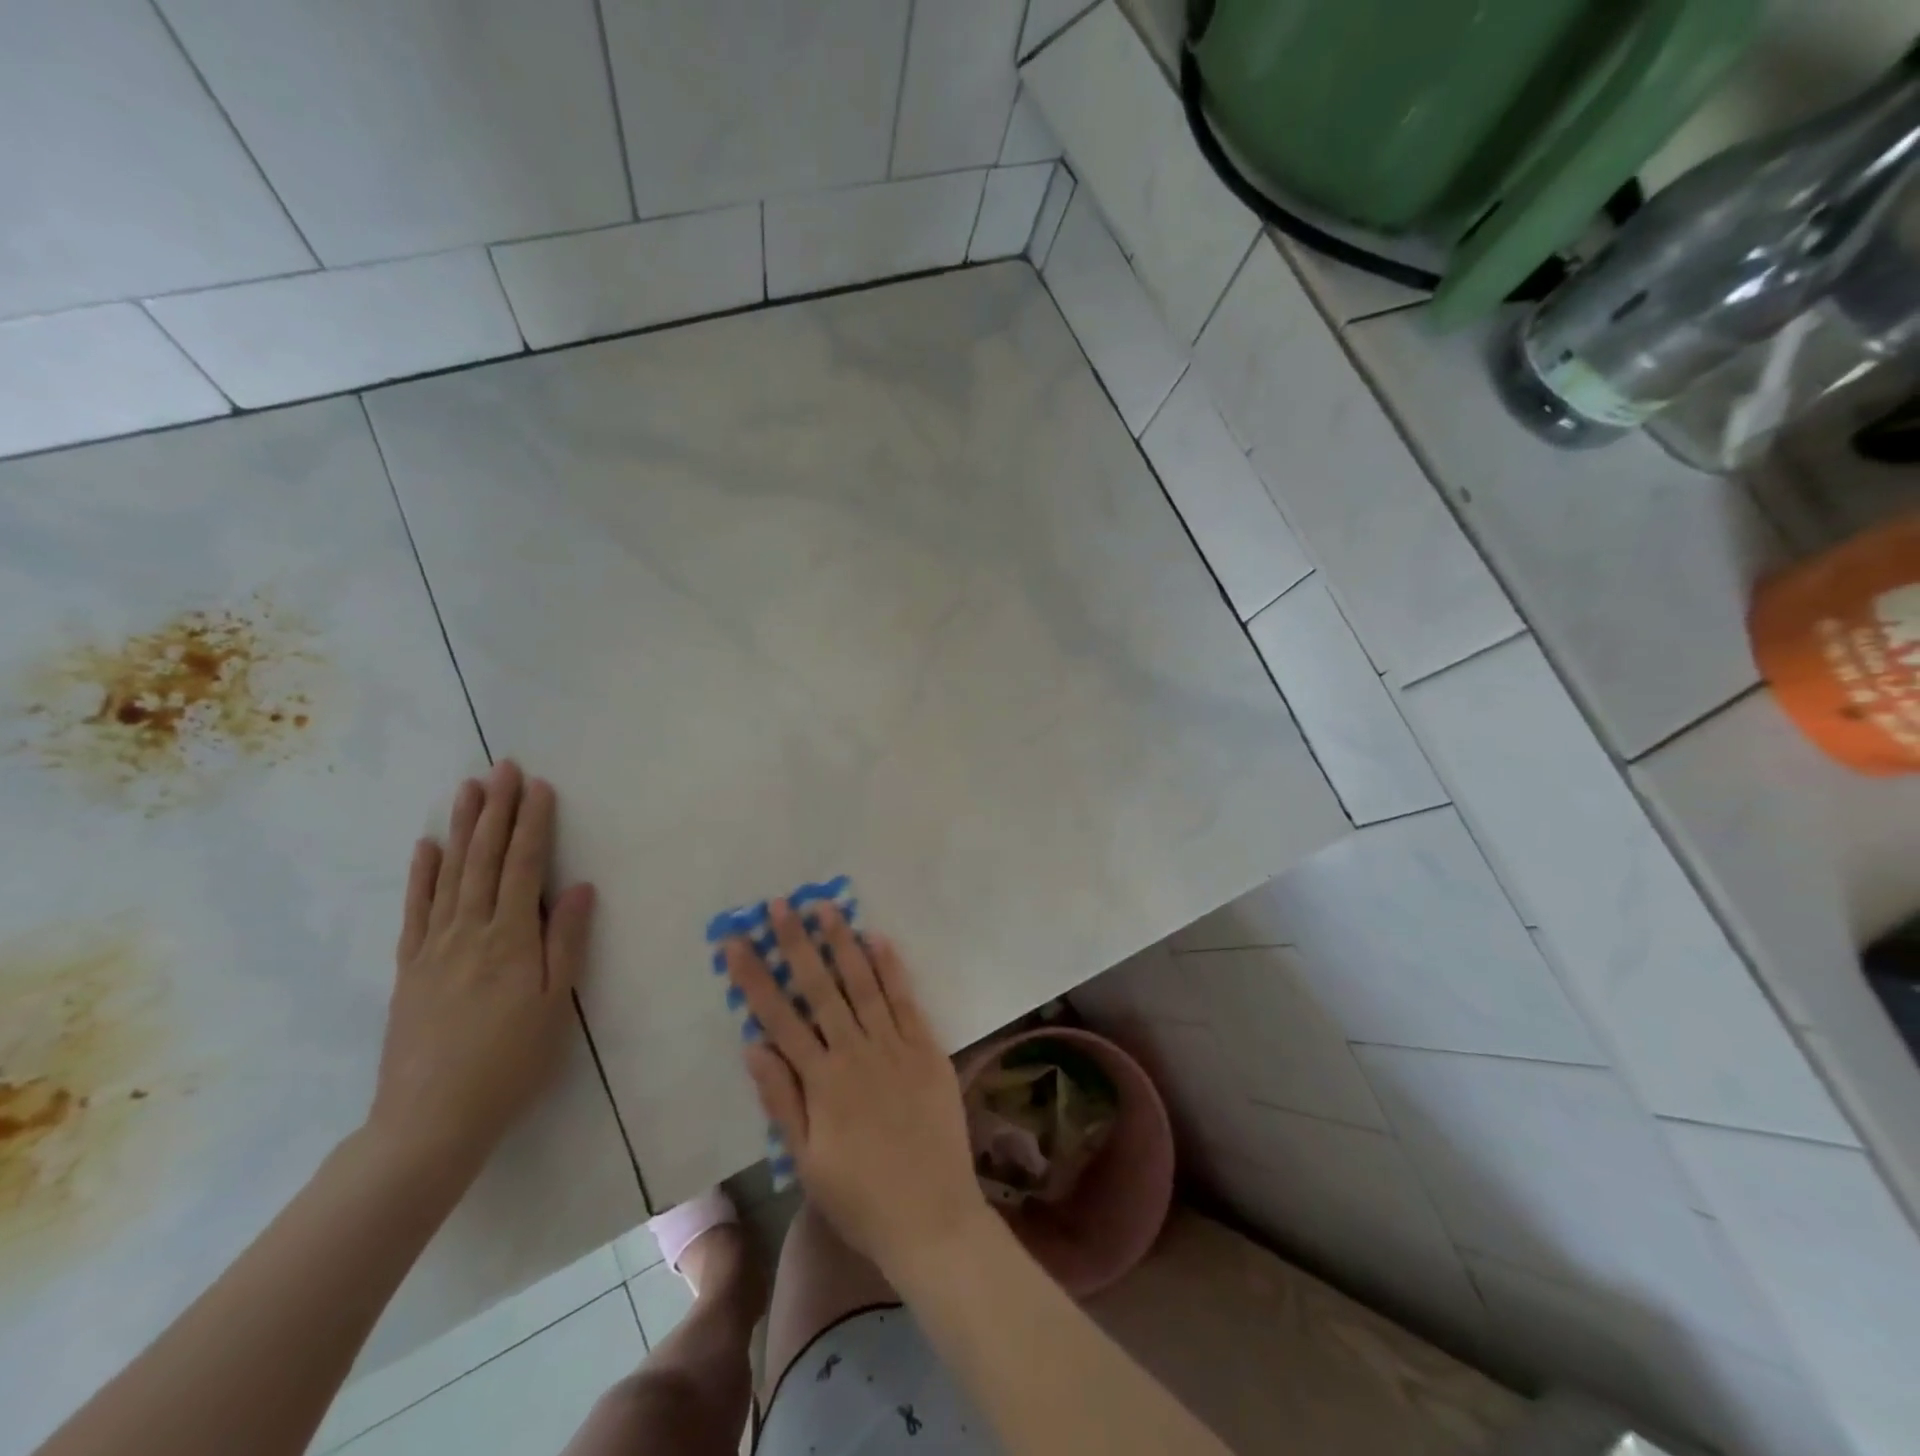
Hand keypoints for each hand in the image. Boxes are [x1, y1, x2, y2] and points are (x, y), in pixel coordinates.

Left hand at [367, 761, 595, 1175]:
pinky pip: (416, 909)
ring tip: (468, 789)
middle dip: (496, 810)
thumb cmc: (510, 1062)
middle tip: (503, 768)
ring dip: (461, 828)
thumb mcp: (555, 1004)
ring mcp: (434, 947)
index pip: (523, 867)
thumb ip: (567, 941)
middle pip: (484, 859)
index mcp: (510, 938)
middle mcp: (469, 931)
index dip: (532, 824)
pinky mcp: (410, 967)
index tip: (539, 787)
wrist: (430, 1120)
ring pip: (449, 874)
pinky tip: (427, 847)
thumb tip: (581, 887)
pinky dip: (422, 874)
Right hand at [728, 901, 989, 1280]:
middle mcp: (855, 1053)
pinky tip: (878, 939)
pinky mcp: (927, 1048)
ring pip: (863, 983)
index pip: (779, 1017)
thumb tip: (753, 1045)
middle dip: (796, 944)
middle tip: (780, 905)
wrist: (932, 1217)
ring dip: (842, 943)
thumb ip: (782, 1100)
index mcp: (822, 1082)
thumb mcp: (807, 1162)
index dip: (755, 977)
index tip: (737, 942)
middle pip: (820, 988)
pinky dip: (891, 968)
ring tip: (825, 907)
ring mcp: (894, 1046)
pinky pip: (905, 1000)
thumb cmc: (861, 1198)